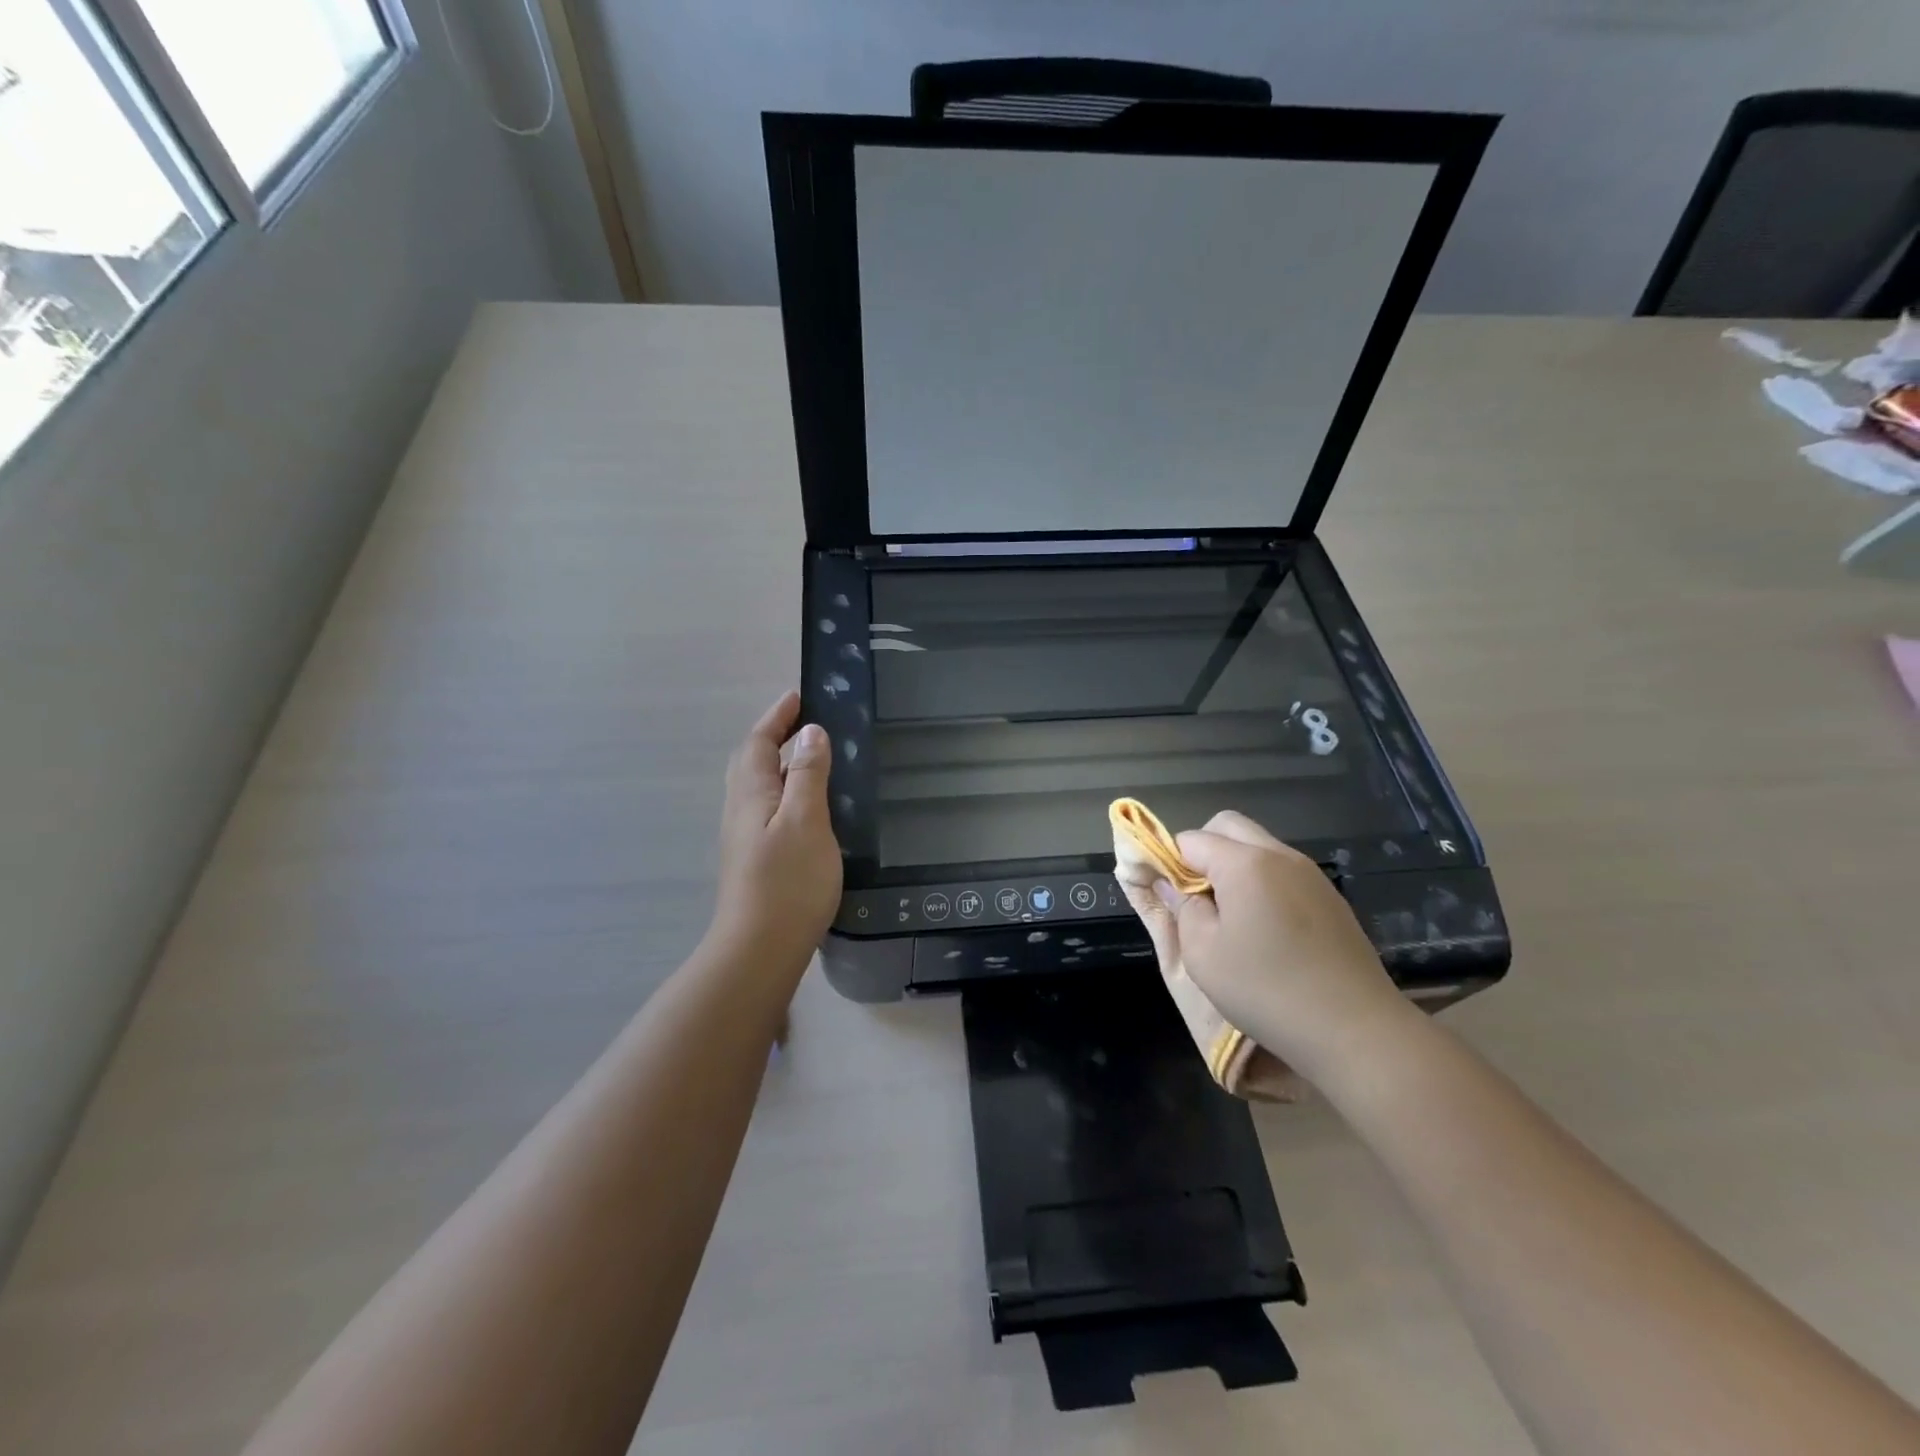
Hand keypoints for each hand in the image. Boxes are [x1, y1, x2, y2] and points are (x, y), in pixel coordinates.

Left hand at [709, 691, 842, 976]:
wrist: (760, 948)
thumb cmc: (787, 881)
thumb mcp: (806, 819)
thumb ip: (808, 774)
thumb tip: (811, 732)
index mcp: (752, 793)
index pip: (759, 742)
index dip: (777, 717)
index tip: (798, 696)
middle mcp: (741, 809)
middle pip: (750, 761)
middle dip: (772, 735)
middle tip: (802, 722)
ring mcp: (744, 836)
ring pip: (756, 785)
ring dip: (777, 762)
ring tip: (808, 757)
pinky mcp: (754, 858)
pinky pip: (765, 807)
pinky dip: (782, 790)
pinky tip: (804, 806)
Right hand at [1160, 812, 1407, 1082]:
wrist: (1355, 1029)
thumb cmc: (1266, 990)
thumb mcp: (1203, 954)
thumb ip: (1182, 908)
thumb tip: (1172, 885)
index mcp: (1244, 863)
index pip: (1191, 839)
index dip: (1170, 861)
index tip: (1167, 894)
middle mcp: (1279, 855)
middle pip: (1228, 827)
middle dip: (1202, 850)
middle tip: (1197, 897)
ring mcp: (1310, 874)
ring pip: (1258, 847)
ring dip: (1234, 866)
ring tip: (1230, 916)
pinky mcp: (1330, 897)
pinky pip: (1283, 871)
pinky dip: (1263, 883)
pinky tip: (1266, 930)